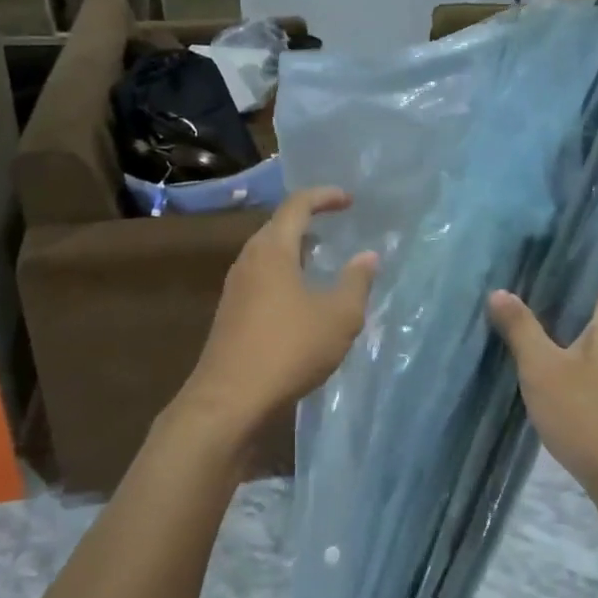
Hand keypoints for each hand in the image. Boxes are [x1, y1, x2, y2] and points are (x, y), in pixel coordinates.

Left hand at [177, 187, 377, 442]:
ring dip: (295, 251)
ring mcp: (235, 288)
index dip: (324, 197)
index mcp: (273, 250)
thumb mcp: (338, 317)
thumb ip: (356, 282)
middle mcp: (249, 260)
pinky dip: (284, 275)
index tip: (348, 201)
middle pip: (278, 227)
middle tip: (336, 227)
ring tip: (322, 262)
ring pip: (268, 255)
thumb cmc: (289, 349)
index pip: (297, 205)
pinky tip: (301, 299)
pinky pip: (261, 279)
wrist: (230, 400)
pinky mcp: (231, 314)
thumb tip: (368, 256)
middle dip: (308, 222)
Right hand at [489, 271, 597, 516]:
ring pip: (589, 326)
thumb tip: (498, 292)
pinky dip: (564, 344)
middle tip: (517, 272)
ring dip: (559, 317)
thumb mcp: (543, 368)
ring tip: (519, 304)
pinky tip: (535, 348)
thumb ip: (521, 327)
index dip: (574, 252)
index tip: (539, 244)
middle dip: (558, 285)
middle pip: (594, 296)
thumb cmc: (588, 413)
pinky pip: (589, 352)